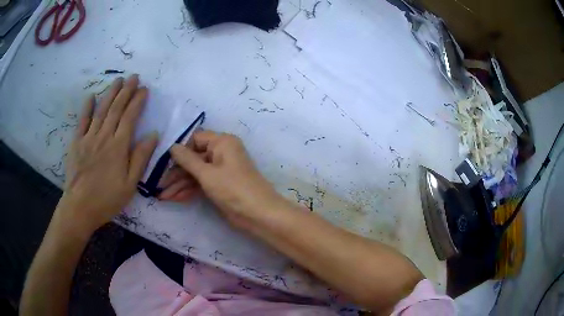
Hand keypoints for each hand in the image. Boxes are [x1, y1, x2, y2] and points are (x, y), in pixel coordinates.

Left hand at [58, 75, 157, 233]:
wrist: (80, 207)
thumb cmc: (107, 199)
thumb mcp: (130, 184)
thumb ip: (140, 158)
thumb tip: (153, 134)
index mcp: (118, 147)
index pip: (130, 117)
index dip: (138, 101)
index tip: (144, 89)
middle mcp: (104, 136)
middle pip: (116, 109)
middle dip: (126, 91)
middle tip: (133, 77)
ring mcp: (89, 137)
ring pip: (101, 110)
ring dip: (110, 93)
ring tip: (118, 80)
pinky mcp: (77, 142)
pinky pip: (82, 121)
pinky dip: (87, 108)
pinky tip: (91, 97)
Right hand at [161, 131, 283, 226]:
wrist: (259, 215)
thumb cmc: (233, 189)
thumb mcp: (207, 173)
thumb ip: (187, 159)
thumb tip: (172, 146)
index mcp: (222, 142)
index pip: (195, 139)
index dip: (180, 150)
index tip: (163, 163)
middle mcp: (221, 153)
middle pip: (193, 158)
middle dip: (176, 173)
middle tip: (159, 185)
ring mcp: (221, 170)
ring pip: (195, 173)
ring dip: (179, 184)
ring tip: (162, 196)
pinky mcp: (220, 185)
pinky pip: (201, 183)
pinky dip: (189, 190)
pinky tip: (174, 198)